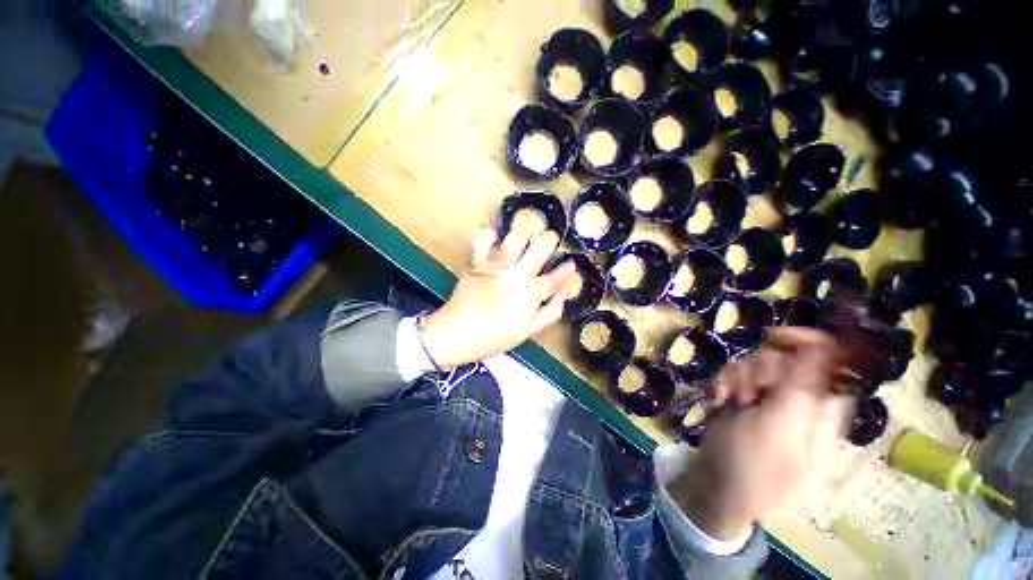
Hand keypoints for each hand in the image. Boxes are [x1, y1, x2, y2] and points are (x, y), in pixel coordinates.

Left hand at [420, 228, 576, 368]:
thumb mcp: (528, 332)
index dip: (567, 269)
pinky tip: (494, 244)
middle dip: (551, 238)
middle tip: (549, 242)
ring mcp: (495, 266)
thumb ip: (550, 312)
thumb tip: (563, 292)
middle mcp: (516, 275)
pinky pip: (483, 238)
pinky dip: (490, 237)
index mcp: (530, 294)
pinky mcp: (476, 261)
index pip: (556, 277)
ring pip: (517, 236)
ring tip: (521, 244)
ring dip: (523, 237)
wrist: (456, 334)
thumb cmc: (494, 337)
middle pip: (541, 245)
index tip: (571, 263)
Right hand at [671, 328, 851, 540]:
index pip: (825, 360)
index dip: (803, 341)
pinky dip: (721, 386)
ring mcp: (766, 398)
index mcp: (819, 407)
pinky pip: (731, 375)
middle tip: (749, 397)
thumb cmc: (755, 465)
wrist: (717, 486)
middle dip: (757, 371)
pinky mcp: (740, 397)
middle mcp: (795, 398)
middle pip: (781, 358)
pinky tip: (719, 404)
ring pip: (752, 364)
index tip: (773, 336)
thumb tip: (821, 345)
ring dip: (735, 380)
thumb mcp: (781, 428)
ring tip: (731, 405)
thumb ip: (802, 386)